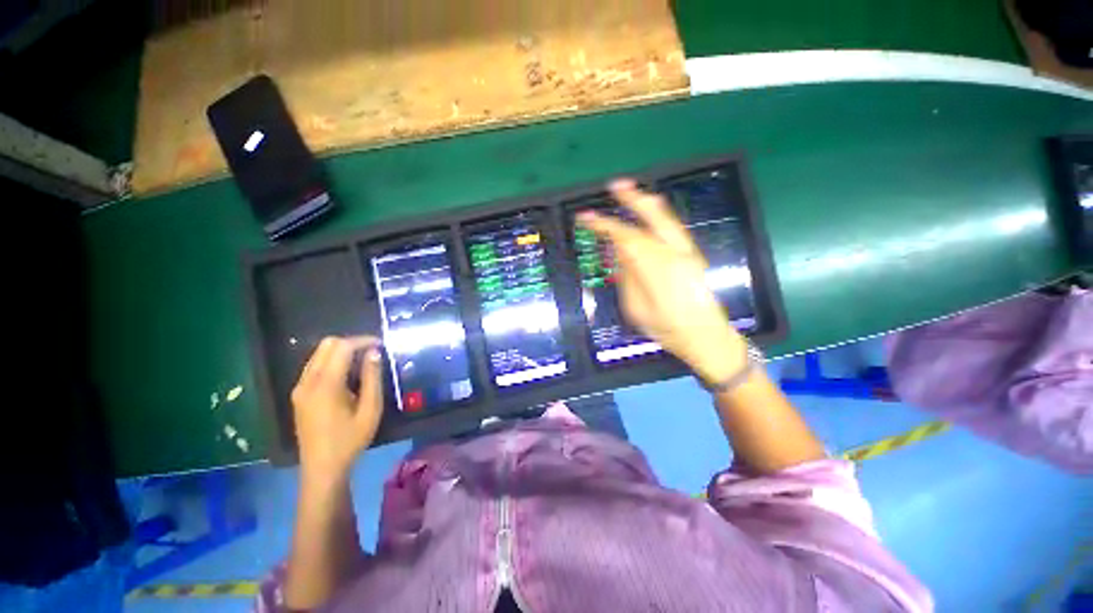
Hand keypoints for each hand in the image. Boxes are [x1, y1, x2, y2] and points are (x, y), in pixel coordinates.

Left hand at [291, 336, 383, 484]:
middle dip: (351, 342)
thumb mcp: (370, 409)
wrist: (322, 468)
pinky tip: (348, 375)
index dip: (362, 341)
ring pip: (319, 354)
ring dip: (341, 351)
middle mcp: (307, 381)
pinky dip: (333, 361)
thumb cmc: (350, 440)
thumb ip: (372, 378)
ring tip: (363, 361)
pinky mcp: (299, 395)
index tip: (381, 344)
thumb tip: (374, 353)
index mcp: (325, 385)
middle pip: (327, 345)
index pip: (341, 347)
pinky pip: (315, 366)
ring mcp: (300, 388)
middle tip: (372, 352)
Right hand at [578, 180, 747, 382]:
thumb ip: (627, 277)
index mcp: (656, 269)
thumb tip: (620, 254)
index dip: (604, 225)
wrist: (705, 336)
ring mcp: (687, 252)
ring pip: (666, 219)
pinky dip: (660, 215)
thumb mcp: (636, 309)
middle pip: (651, 218)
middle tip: (615, 185)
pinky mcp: (693, 255)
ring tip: (632, 191)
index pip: (626, 238)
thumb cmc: (666, 328)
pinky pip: (673, 228)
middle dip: (631, 199)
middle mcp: (674, 253)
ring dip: (647, 203)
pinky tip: (653, 209)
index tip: (585, 217)